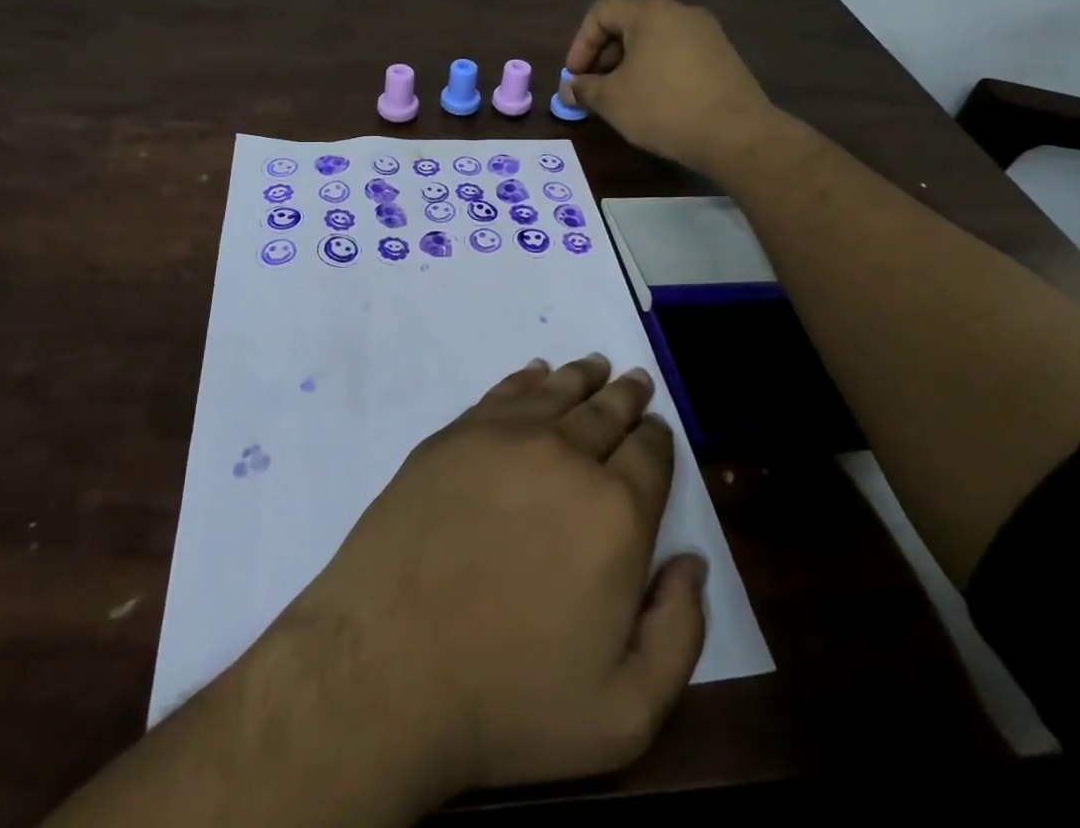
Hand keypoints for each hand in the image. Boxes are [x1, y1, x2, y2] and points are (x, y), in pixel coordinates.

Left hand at [277, 355, 706, 797]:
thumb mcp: (624, 712)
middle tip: (636, 380)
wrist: (387, 666)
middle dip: (627, 396)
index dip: (657, 438)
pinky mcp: (455, 434)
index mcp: (616, 512)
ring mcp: (504, 437)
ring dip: (583, 377)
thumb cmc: (510, 698)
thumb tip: (692, 563)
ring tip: (596, 365)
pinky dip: (529, 379)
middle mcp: (566, 456)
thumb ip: (679, 634)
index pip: (650, 454)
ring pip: (558, 391)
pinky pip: (505, 392)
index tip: (657, 430)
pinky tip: (536, 374)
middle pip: (606, 411)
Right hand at [562, 0, 780, 174]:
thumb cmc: (664, 108)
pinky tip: (653, 100)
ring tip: (621, 97)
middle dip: (603, 55)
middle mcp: (680, 12)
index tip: (574, 77)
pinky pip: (677, 53)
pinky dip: (656, 69)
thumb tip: (569, 89)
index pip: (601, 12)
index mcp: (650, 12)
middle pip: (629, 22)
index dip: (580, 44)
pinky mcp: (723, 56)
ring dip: (629, 63)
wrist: (737, 135)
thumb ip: (584, 89)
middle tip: (593, 88)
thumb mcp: (613, 100)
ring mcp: (707, 33)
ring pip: (654, 39)